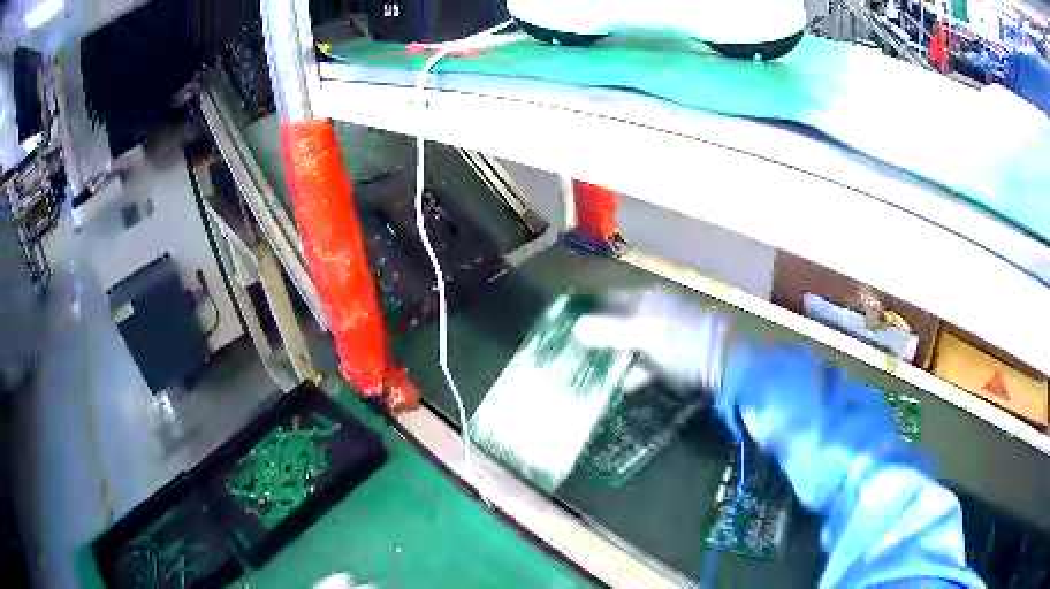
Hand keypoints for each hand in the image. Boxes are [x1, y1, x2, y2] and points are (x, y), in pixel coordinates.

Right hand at [571, 288, 731, 392]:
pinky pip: (646, 363)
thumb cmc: (686, 343)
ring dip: (615, 358)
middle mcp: (655, 313)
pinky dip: (634, 372)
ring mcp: (666, 335)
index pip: (609, 300)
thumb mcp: (646, 335)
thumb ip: (611, 331)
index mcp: (647, 299)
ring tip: (593, 374)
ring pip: (631, 344)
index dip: (588, 311)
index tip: (565, 328)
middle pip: (618, 323)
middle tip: (575, 355)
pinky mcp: (674, 358)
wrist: (729, 365)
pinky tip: (623, 386)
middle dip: (598, 338)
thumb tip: (574, 326)